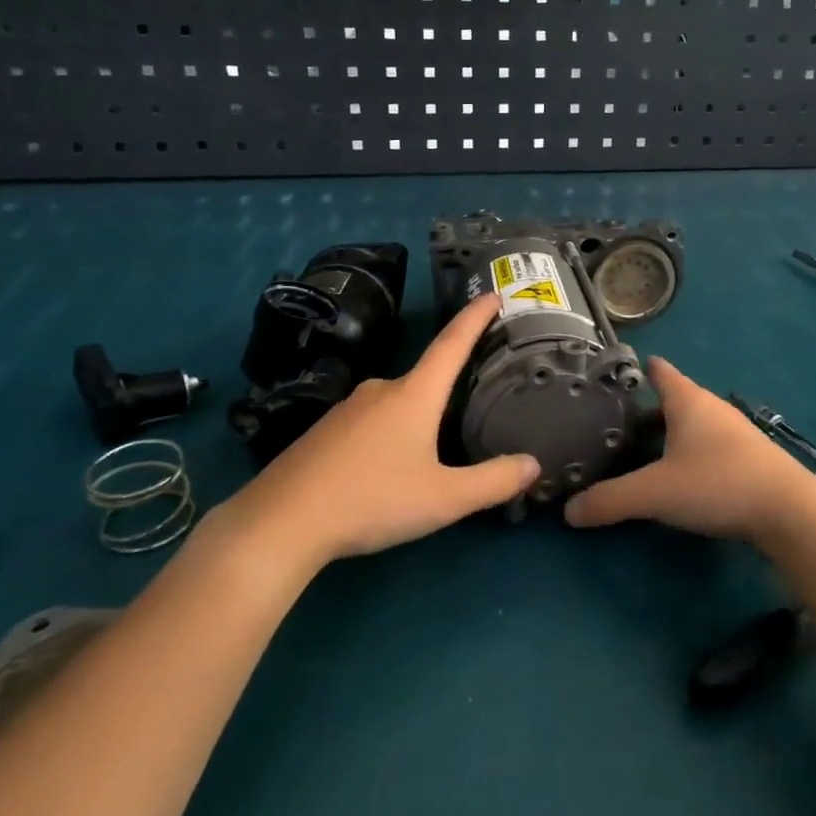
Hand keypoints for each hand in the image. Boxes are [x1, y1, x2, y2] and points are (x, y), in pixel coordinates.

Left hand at [221, 294, 538, 565]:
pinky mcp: (324, 431)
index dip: (475, 317)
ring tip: (429, 452)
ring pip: (396, 404)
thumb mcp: (443, 498)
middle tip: (469, 404)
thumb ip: (492, 482)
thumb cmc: (372, 500)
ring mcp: (347, 408)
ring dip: (416, 419)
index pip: (452, 343)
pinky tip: (385, 469)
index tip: (493, 293)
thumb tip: (533, 464)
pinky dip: (387, 435)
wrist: (281, 522)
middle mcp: (381, 389)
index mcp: (414, 394)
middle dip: (448, 388)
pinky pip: (369, 422)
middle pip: (425, 379)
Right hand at [564, 357, 815, 546]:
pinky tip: (680, 475)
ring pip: (692, 424)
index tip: (612, 375)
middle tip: (613, 424)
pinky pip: (708, 445)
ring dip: (668, 433)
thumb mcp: (655, 493)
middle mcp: (711, 407)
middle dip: (645, 408)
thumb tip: (568, 511)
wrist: (789, 510)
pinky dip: (689, 452)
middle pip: (673, 399)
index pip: (659, 371)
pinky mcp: (748, 456)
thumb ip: (610, 500)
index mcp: (687, 401)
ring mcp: (733, 431)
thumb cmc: (717, 483)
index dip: (636, 369)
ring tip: (640, 451)